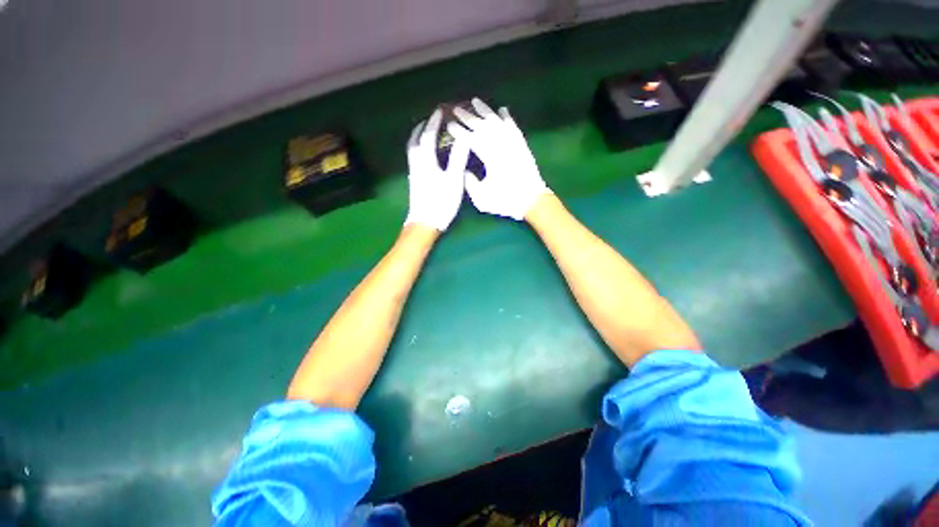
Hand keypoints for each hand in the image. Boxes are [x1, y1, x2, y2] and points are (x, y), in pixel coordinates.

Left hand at [404, 109, 470, 231]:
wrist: (425, 222)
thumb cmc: (441, 202)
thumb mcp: (453, 179)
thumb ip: (458, 158)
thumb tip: (463, 138)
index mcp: (426, 160)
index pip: (429, 135)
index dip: (434, 122)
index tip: (440, 110)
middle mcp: (416, 163)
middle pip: (415, 140)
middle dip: (422, 127)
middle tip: (430, 120)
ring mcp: (413, 173)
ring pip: (412, 149)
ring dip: (418, 137)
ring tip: (425, 133)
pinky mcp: (414, 181)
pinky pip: (414, 158)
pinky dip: (418, 149)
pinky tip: (425, 155)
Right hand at [447, 98, 550, 220]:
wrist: (532, 201)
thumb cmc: (506, 201)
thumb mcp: (482, 198)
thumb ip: (470, 184)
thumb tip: (464, 171)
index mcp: (490, 158)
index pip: (471, 139)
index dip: (459, 131)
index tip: (450, 124)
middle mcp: (501, 146)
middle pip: (482, 126)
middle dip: (468, 117)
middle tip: (456, 108)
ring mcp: (513, 144)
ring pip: (497, 121)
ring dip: (485, 110)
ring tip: (475, 101)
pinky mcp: (522, 145)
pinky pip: (513, 126)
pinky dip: (507, 117)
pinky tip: (502, 110)